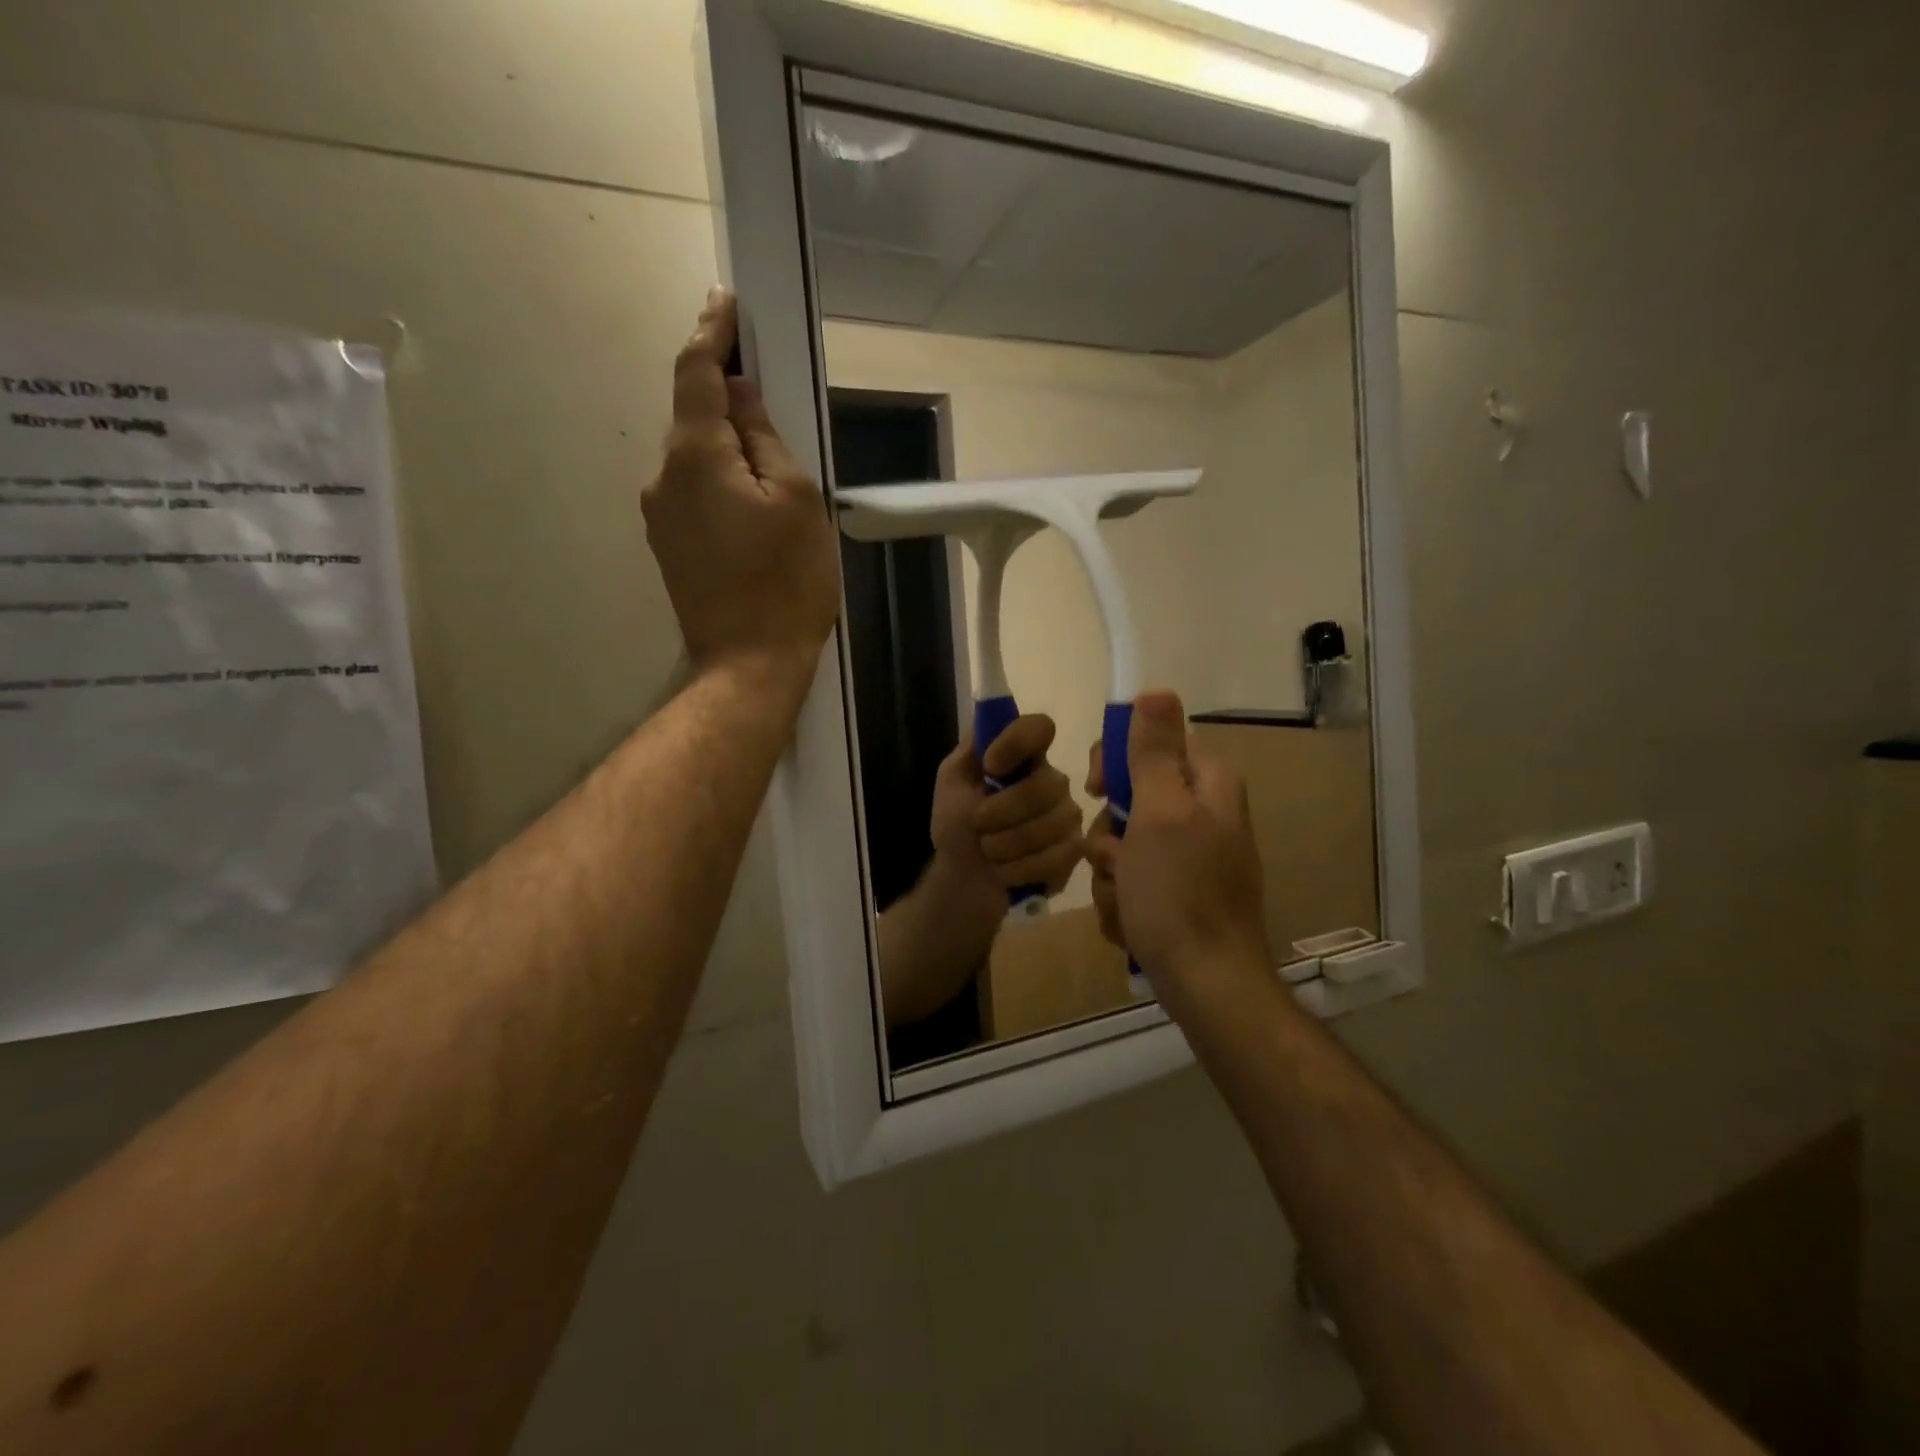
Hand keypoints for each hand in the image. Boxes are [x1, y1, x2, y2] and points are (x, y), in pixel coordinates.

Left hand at [643, 288, 839, 684]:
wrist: (748, 664)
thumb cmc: (786, 582)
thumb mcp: (796, 500)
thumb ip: (765, 438)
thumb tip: (740, 397)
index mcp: (696, 456)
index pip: (696, 373)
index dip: (712, 334)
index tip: (726, 303)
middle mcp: (664, 477)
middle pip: (693, 417)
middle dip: (725, 396)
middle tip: (769, 391)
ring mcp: (660, 516)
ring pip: (695, 459)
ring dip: (726, 446)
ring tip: (771, 468)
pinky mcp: (669, 547)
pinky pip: (694, 493)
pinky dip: (720, 481)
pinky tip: (752, 506)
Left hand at [931, 714, 1082, 903]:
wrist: (963, 879)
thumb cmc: (957, 826)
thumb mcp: (952, 783)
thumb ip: (971, 751)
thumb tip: (991, 726)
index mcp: (1023, 757)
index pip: (1039, 727)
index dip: (1016, 743)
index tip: (991, 766)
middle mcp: (1052, 780)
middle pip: (1045, 785)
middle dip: (1000, 812)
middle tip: (977, 825)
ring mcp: (1067, 816)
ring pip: (1049, 825)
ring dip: (1004, 844)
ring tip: (988, 851)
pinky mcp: (1074, 852)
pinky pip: (1055, 857)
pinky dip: (1018, 868)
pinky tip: (1005, 871)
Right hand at [1084, 691, 1269, 1005]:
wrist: (1206, 986)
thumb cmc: (1180, 894)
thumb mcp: (1160, 813)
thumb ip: (1153, 752)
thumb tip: (1156, 689)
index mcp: (1206, 785)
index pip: (1151, 742)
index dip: (1116, 762)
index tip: (1096, 789)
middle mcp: (1201, 815)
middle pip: (1130, 797)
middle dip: (1110, 834)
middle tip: (1118, 859)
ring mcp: (1189, 858)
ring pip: (1123, 844)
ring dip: (1112, 873)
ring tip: (1128, 901)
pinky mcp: (1176, 894)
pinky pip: (1131, 880)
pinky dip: (1123, 900)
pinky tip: (1134, 923)